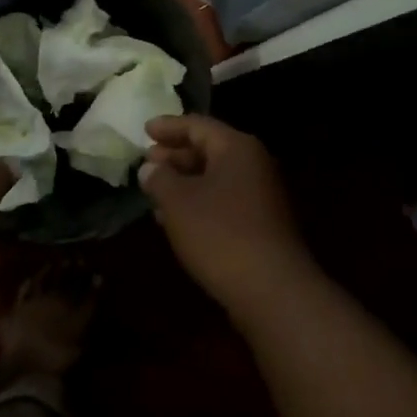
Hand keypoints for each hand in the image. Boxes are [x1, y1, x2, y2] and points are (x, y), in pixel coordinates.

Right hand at [141, 115, 316, 322]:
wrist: (272, 290)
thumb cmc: (220, 233)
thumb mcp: (178, 201)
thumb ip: (159, 178)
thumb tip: (150, 168)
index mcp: (237, 148)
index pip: (198, 125)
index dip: (168, 126)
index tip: (144, 130)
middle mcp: (253, 165)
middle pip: (209, 150)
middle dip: (175, 155)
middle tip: (147, 161)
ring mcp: (261, 196)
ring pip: (215, 178)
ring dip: (184, 182)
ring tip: (154, 191)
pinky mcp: (260, 225)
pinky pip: (223, 201)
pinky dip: (198, 203)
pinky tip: (175, 220)